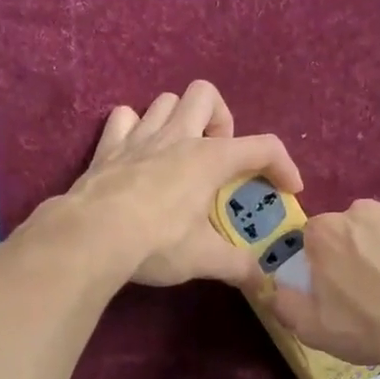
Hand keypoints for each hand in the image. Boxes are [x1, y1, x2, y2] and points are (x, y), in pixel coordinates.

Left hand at [65, 80, 301, 287]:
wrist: (90, 236)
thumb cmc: (156, 242)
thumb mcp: (204, 259)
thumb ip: (239, 267)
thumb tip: (264, 284)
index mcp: (210, 159)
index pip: (263, 147)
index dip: (284, 165)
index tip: (288, 189)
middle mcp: (178, 137)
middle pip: (206, 94)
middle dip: (220, 119)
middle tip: (218, 156)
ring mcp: (139, 136)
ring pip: (165, 100)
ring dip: (179, 119)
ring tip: (181, 153)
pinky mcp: (107, 147)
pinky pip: (123, 118)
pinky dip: (134, 128)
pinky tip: (137, 151)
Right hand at [261, 199, 379, 378]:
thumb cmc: (370, 328)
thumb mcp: (312, 329)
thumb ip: (284, 304)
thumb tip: (276, 290)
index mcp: (325, 232)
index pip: (313, 238)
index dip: (321, 263)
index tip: (333, 288)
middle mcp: (360, 211)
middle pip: (348, 229)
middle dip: (353, 252)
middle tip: (368, 290)